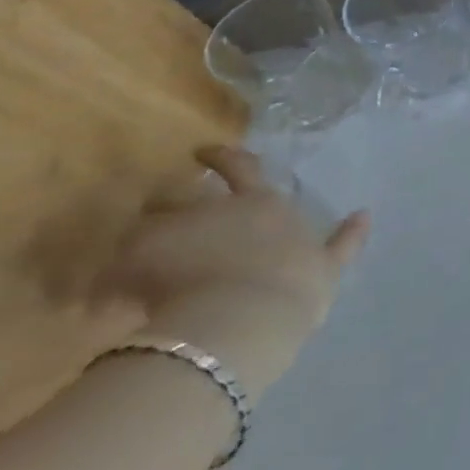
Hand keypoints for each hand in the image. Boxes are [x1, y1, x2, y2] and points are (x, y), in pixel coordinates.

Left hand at [96, 147, 368, 401]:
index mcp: (266, 205)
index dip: (223, 157)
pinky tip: (104, 300)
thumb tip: (365, 213)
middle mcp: (219, 210)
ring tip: (123, 264)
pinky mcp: (136, 267)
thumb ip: (345, 241)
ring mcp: (176, 235)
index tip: (203, 151)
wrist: (246, 318)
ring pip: (143, 228)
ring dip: (136, 244)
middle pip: (184, 195)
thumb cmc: (296, 287)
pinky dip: (108, 283)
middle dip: (169, 200)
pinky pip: (110, 273)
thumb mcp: (328, 265)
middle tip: (156, 209)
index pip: (243, 168)